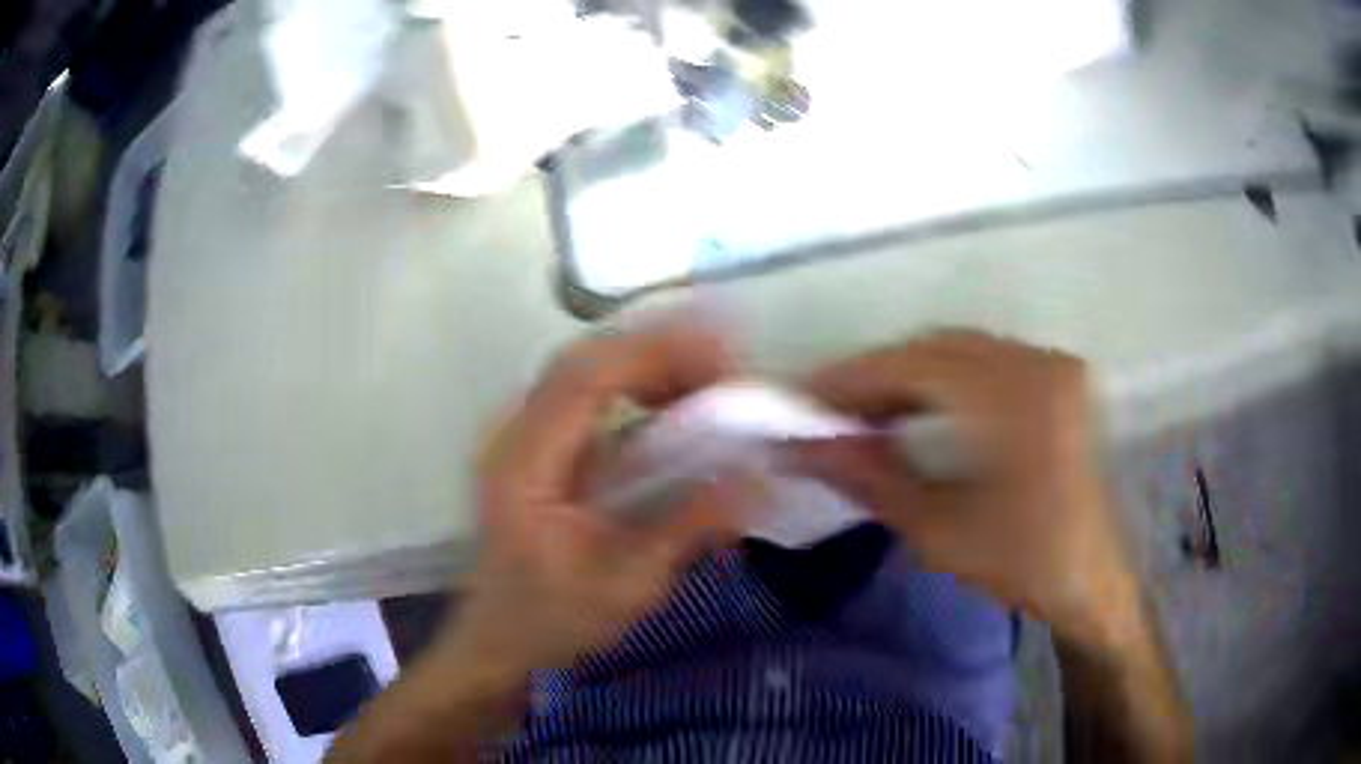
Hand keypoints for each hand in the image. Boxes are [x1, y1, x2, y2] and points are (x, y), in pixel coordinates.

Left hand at [441, 323, 746, 679]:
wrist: (499, 638)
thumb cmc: (552, 619)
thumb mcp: (627, 587)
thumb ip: (689, 529)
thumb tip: (759, 481)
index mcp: (524, 465)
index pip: (585, 379)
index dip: (655, 356)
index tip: (722, 362)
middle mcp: (514, 434)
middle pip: (584, 359)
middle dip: (660, 351)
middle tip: (727, 368)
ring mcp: (520, 434)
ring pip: (585, 367)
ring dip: (649, 364)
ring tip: (709, 380)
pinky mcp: (536, 444)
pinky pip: (586, 392)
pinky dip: (635, 384)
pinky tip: (673, 401)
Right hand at [797, 331, 1142, 649]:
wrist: (1093, 579)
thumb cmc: (1023, 564)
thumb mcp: (939, 530)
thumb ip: (870, 478)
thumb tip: (802, 448)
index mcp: (1014, 401)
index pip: (913, 366)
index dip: (851, 378)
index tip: (802, 399)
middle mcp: (1037, 363)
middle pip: (934, 347)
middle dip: (875, 375)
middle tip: (829, 411)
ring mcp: (1052, 364)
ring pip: (959, 349)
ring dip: (907, 374)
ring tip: (866, 413)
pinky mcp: (1057, 376)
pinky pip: (986, 359)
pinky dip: (943, 377)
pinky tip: (919, 408)